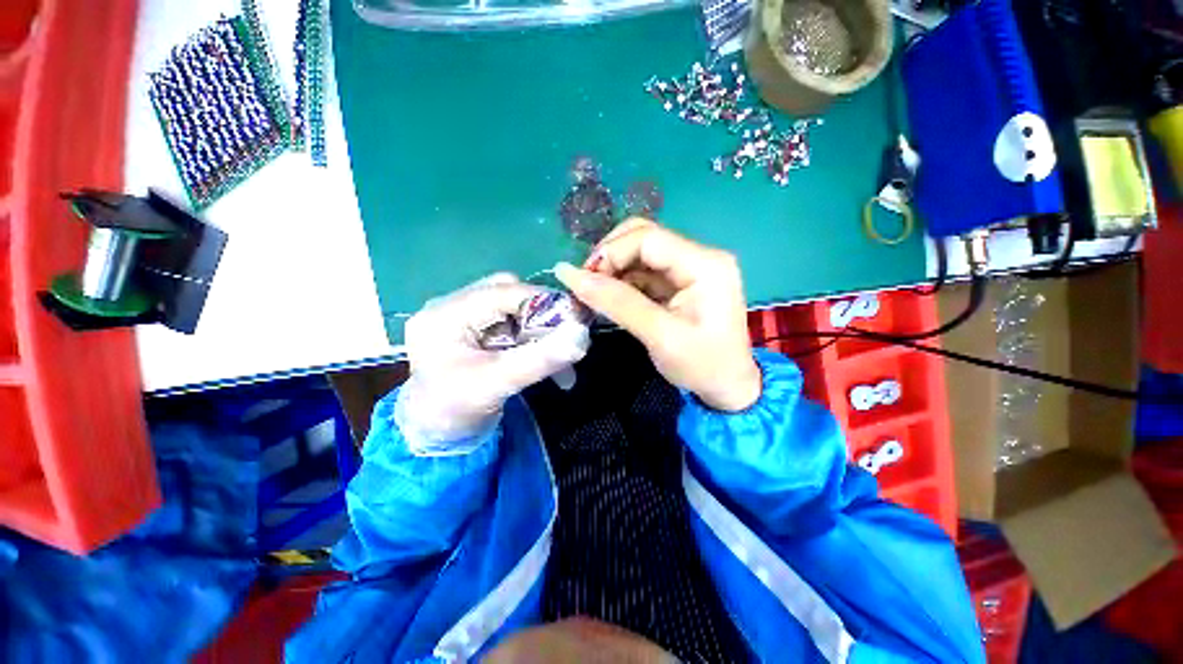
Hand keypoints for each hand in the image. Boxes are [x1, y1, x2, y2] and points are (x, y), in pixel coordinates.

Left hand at [397, 274, 589, 453]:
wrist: (437, 435)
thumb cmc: (456, 411)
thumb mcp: (499, 383)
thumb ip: (541, 359)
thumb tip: (582, 334)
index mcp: (445, 314)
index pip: (503, 291)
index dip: (543, 301)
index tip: (577, 319)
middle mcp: (451, 306)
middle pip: (510, 296)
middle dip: (543, 319)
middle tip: (568, 340)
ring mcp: (463, 316)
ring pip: (516, 311)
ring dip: (542, 333)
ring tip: (560, 360)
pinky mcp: (475, 329)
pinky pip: (512, 325)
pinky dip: (534, 340)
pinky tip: (547, 360)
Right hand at [554, 219, 760, 411]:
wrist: (729, 387)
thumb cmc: (701, 366)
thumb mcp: (658, 336)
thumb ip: (616, 303)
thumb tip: (569, 275)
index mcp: (705, 265)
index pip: (648, 239)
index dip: (610, 252)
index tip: (583, 279)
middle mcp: (700, 256)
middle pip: (644, 237)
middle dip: (610, 256)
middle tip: (586, 283)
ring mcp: (692, 267)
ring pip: (642, 253)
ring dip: (614, 269)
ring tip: (593, 293)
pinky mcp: (682, 281)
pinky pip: (646, 271)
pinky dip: (624, 281)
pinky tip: (610, 297)